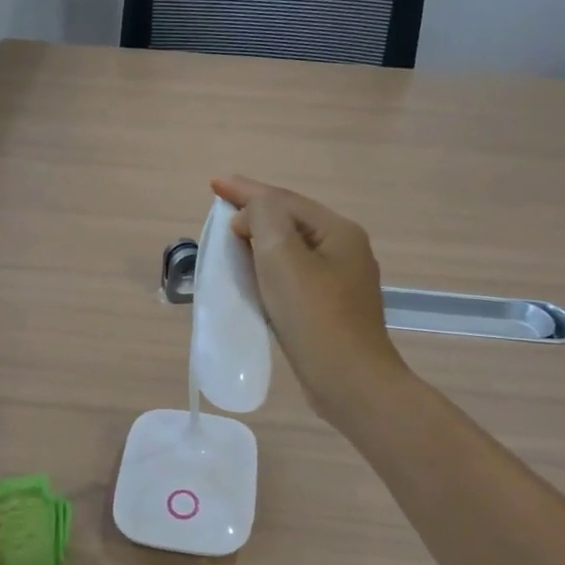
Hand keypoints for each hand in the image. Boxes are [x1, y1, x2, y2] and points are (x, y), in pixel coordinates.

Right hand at [212, 175, 407, 422]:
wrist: (350, 381)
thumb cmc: (314, 316)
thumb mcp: (282, 257)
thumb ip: (263, 219)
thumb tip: (251, 217)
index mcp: (338, 232)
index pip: (284, 200)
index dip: (246, 190)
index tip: (214, 183)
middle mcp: (345, 251)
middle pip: (291, 222)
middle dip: (255, 213)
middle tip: (221, 211)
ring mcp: (341, 282)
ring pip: (293, 251)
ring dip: (261, 242)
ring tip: (232, 240)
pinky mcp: (331, 310)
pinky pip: (294, 277)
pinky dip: (270, 270)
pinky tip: (255, 278)